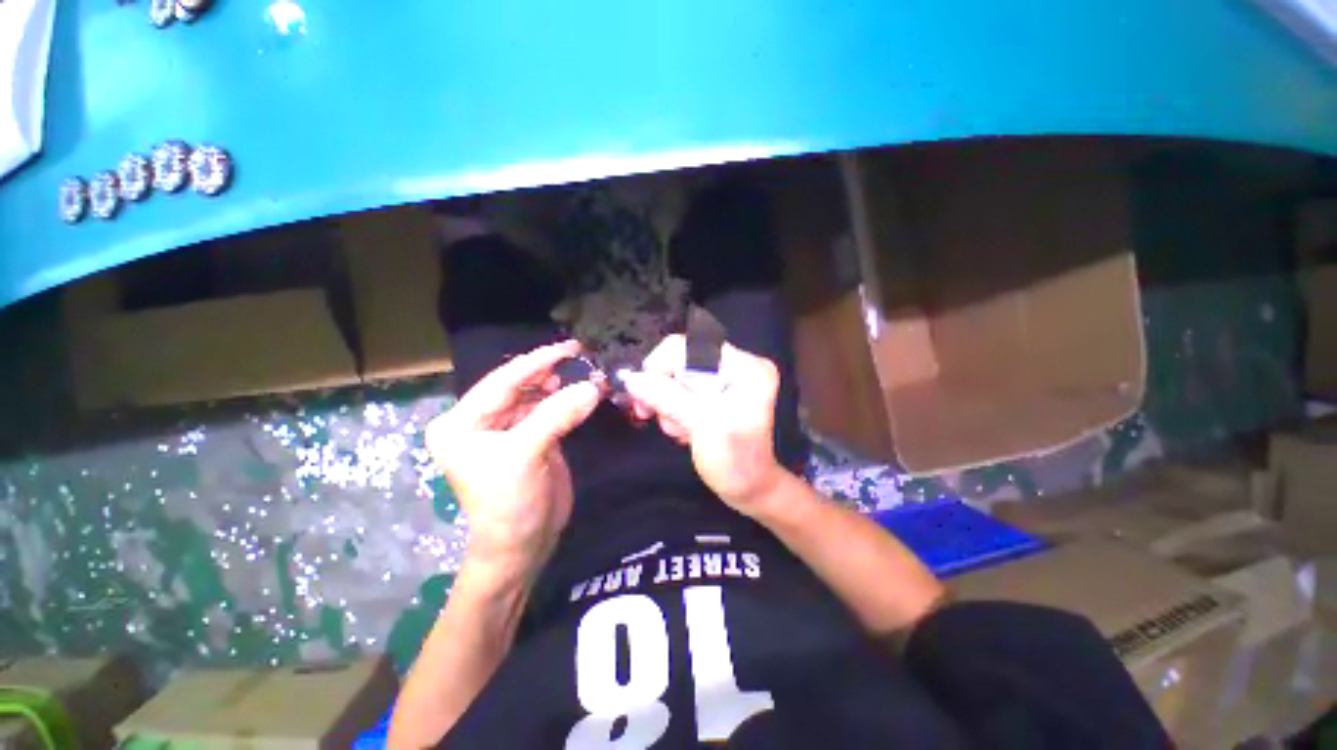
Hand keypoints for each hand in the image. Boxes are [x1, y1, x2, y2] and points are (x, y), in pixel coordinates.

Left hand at [425, 341, 600, 581]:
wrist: (523, 544)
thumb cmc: (509, 502)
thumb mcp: (526, 454)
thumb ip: (558, 415)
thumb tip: (592, 386)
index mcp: (462, 422)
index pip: (502, 381)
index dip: (537, 362)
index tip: (569, 347)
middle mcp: (481, 422)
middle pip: (519, 386)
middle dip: (550, 372)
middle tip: (582, 358)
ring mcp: (507, 430)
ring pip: (537, 397)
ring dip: (562, 387)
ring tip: (587, 376)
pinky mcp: (531, 438)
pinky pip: (549, 411)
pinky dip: (567, 402)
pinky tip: (583, 394)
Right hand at [621, 335, 786, 516]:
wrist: (750, 489)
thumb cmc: (735, 462)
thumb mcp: (702, 426)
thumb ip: (667, 398)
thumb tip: (632, 379)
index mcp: (746, 367)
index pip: (692, 345)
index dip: (662, 365)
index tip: (644, 392)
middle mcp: (737, 365)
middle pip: (682, 359)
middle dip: (664, 389)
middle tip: (649, 413)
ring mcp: (726, 379)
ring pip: (677, 376)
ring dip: (667, 403)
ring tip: (679, 430)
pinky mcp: (715, 393)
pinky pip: (681, 390)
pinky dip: (673, 409)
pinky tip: (683, 429)